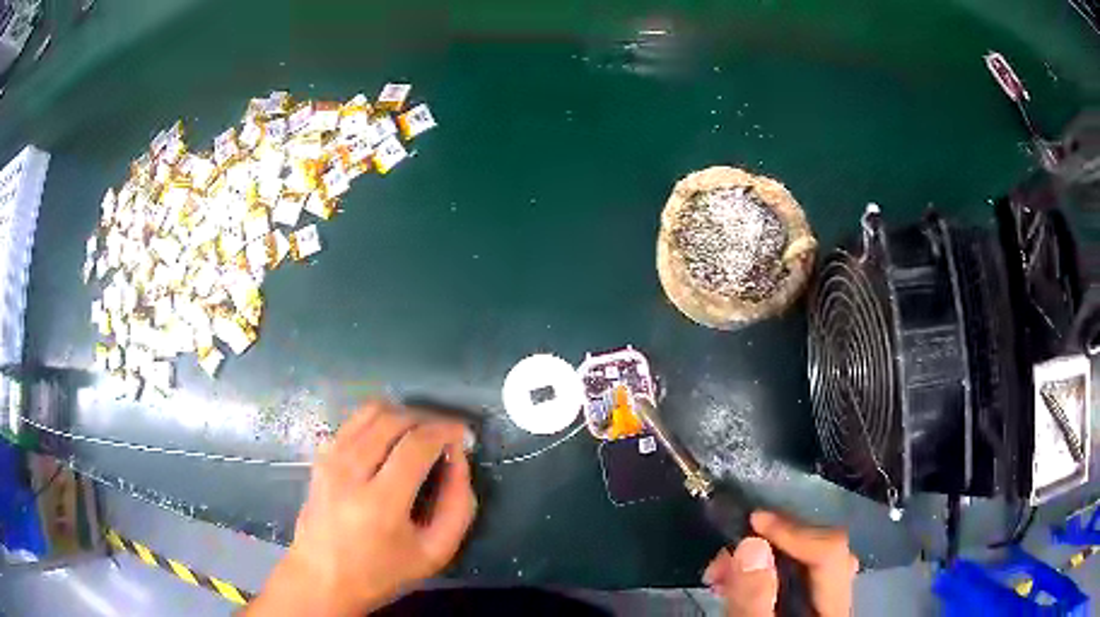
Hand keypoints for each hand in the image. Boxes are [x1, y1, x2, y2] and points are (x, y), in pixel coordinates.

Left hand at [247, 400, 476, 615]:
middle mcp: (350, 472)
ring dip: (403, 415)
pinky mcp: (320, 458)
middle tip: (445, 434)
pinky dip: (378, 421)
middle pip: (393, 420)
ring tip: (421, 433)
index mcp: (381, 503)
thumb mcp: (435, 553)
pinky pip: (353, 422)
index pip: (417, 444)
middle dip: (427, 419)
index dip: (446, 430)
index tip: (463, 434)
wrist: (322, 579)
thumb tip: (458, 458)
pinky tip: (390, 440)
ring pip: (371, 412)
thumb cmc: (381, 573)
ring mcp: (330, 460)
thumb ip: (458, 506)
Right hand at [703, 510, 856, 616]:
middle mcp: (838, 601)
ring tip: (722, 570)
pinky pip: (796, 577)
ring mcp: (825, 604)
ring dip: (765, 557)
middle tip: (727, 554)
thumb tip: (752, 545)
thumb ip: (753, 600)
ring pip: (807, 563)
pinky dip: (766, 571)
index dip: (794, 531)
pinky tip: (738, 581)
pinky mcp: (807, 607)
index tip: (752, 523)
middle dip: (773, 544)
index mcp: (834, 610)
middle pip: (821, 553)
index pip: (829, 552)